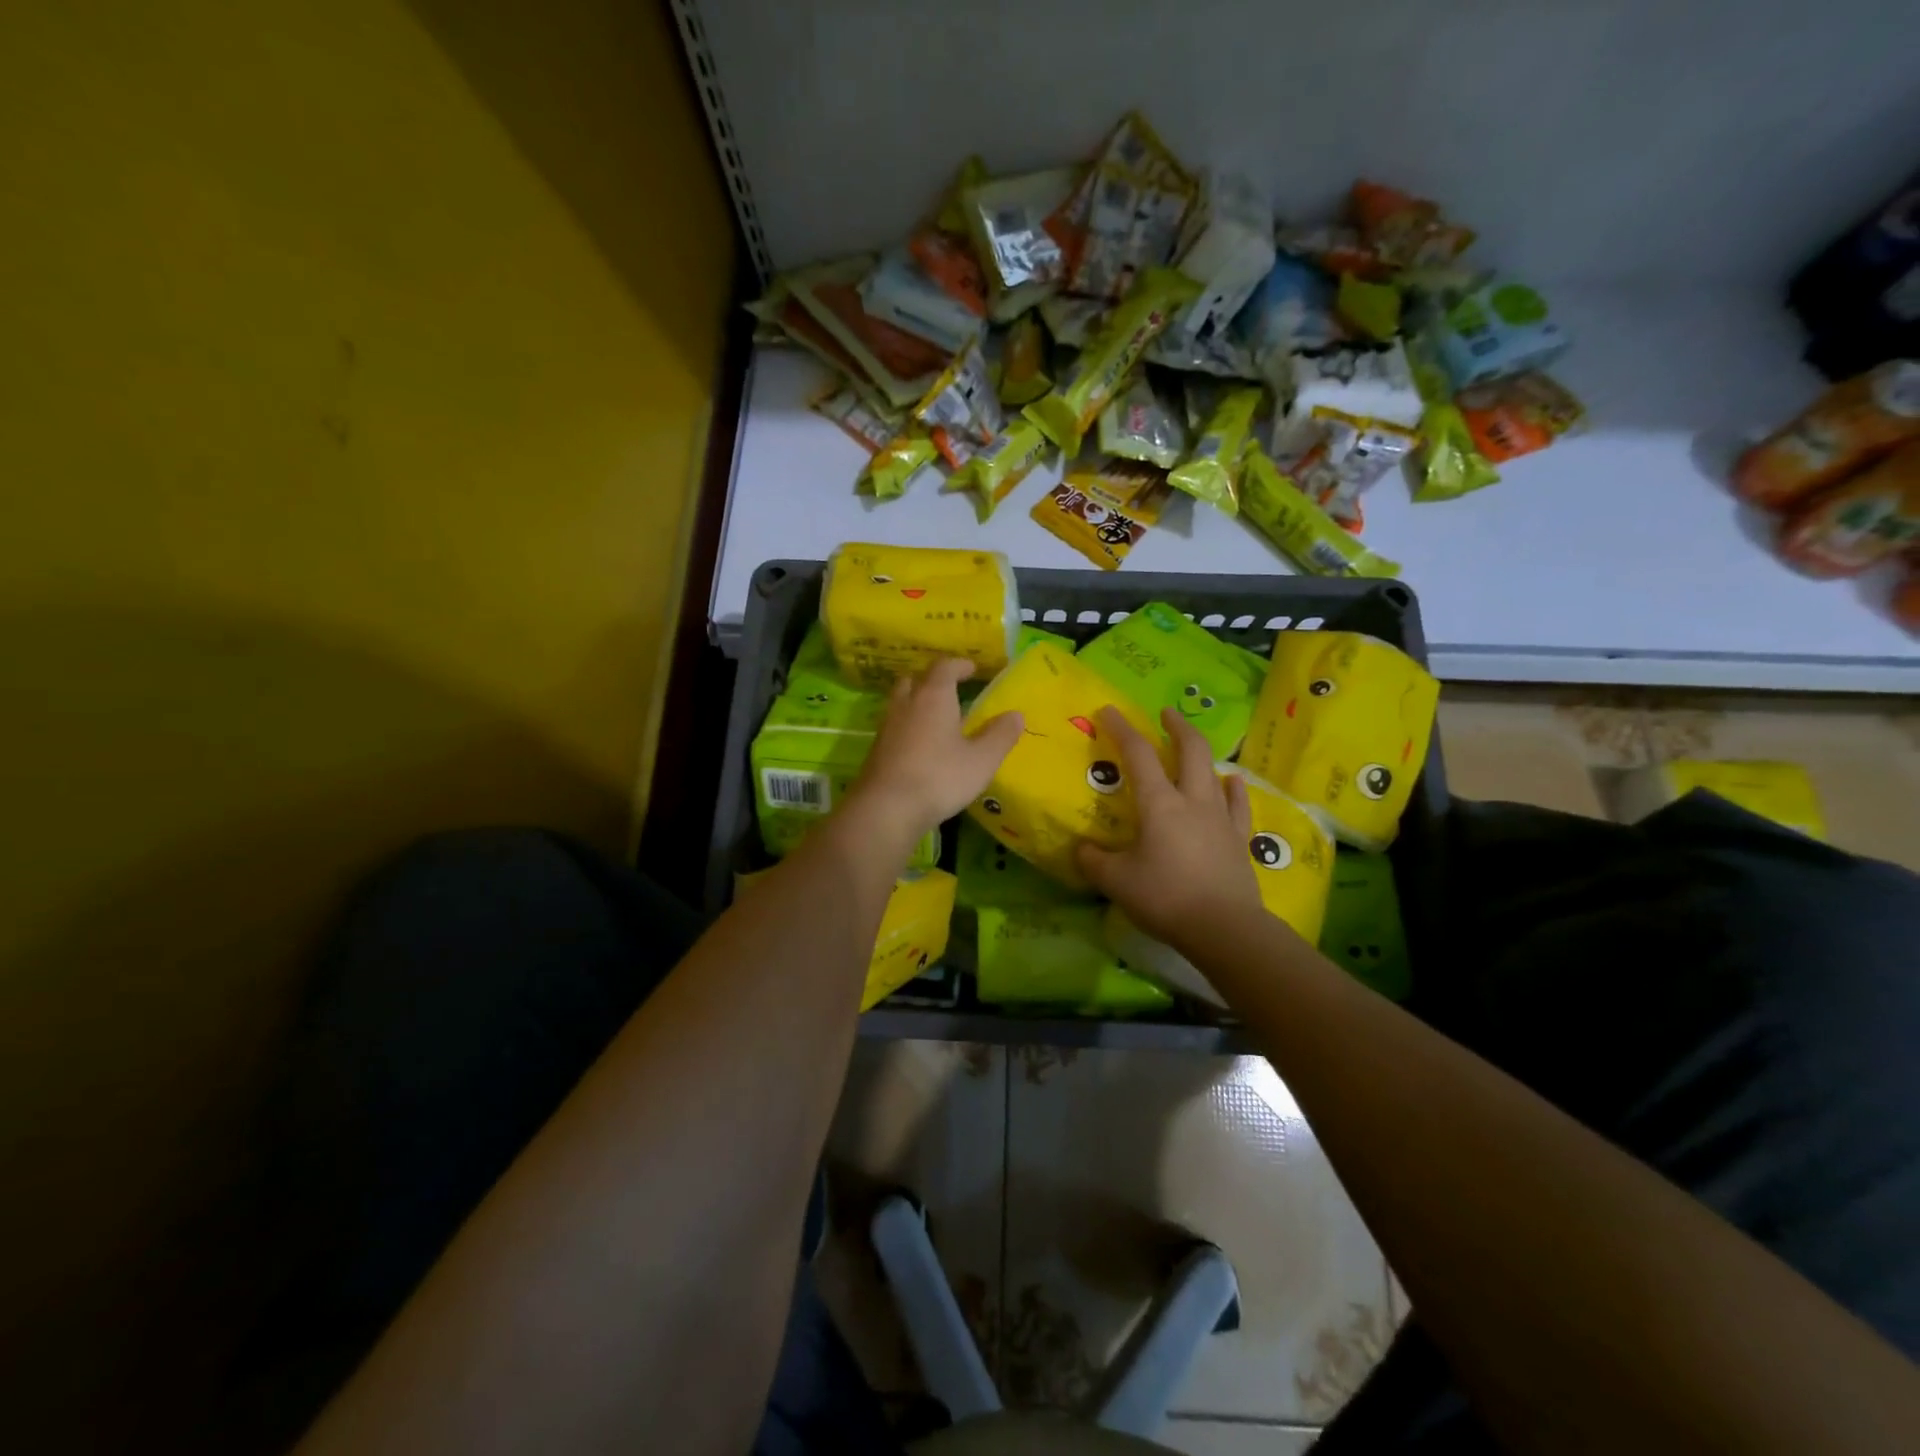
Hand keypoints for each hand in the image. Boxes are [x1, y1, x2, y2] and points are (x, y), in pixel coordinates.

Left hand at [841, 658, 1023, 853]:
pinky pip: (895, 726)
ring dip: (918, 702)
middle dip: (933, 680)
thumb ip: (1000, 735)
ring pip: (901, 702)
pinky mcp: (876, 750)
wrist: (886, 809)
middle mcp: (907, 704)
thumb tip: (1016, 715)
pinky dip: (908, 726)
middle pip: (916, 679)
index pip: (944, 667)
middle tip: (951, 690)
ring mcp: (887, 727)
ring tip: (937, 717)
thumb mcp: (981, 760)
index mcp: (933, 697)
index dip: (959, 665)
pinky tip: (921, 745)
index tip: (972, 669)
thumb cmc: (939, 778)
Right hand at [1076, 706, 1261, 950]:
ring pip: (1213, 773)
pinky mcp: (1239, 839)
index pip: (1138, 755)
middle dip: (1177, 727)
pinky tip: (1232, 781)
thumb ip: (1094, 861)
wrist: (1223, 929)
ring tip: (1190, 747)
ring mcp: (1221, 818)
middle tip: (1165, 714)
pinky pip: (1238, 805)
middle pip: (1190, 750)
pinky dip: (1233, 788)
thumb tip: (1082, 849)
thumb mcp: (1116, 882)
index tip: (1109, 711)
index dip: (1122, 729)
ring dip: (1200, 754)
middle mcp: (1192, 801)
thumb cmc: (1165, 898)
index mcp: (1159, 804)